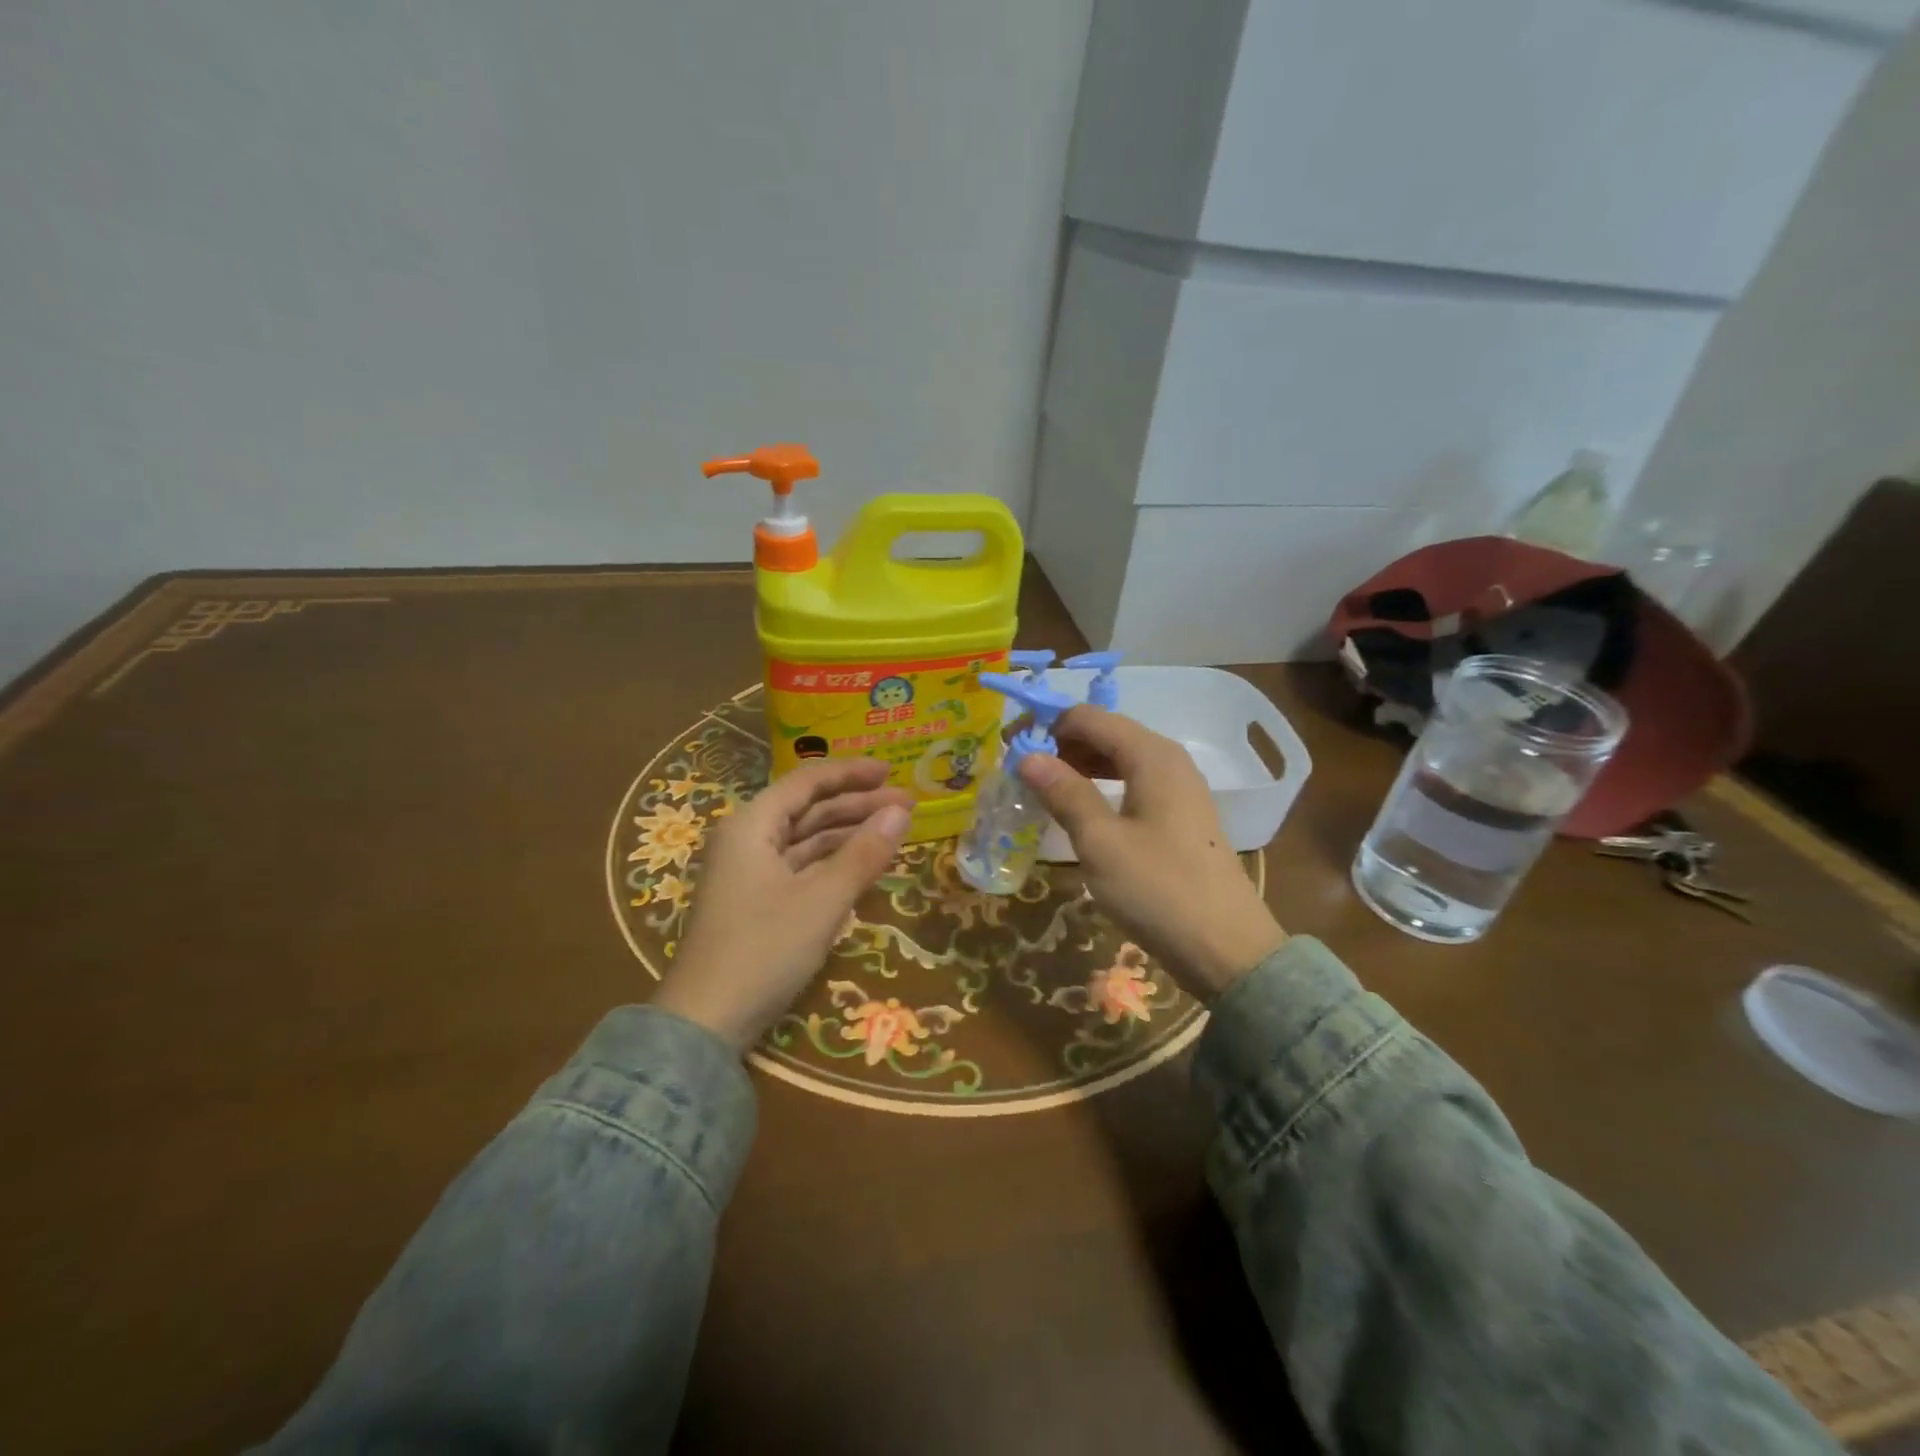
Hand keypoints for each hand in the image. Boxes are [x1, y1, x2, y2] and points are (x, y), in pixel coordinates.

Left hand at [655, 758, 912, 1050]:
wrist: (706, 1022)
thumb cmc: (763, 950)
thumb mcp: (822, 900)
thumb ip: (863, 853)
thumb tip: (901, 813)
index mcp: (752, 825)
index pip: (807, 782)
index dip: (852, 773)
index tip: (892, 771)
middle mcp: (747, 839)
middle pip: (808, 809)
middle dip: (857, 804)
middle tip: (907, 806)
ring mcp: (750, 872)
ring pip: (806, 839)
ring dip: (848, 833)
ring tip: (893, 831)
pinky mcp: (756, 902)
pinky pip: (800, 867)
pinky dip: (832, 862)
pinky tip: (862, 864)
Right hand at [1017, 706, 1285, 999]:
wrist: (1227, 948)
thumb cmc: (1158, 889)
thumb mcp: (1100, 842)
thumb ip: (1064, 793)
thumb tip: (1027, 756)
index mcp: (1151, 755)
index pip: (1089, 717)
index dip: (1048, 727)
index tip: (1012, 752)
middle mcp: (1169, 759)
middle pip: (1107, 733)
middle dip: (1062, 746)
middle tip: (1024, 775)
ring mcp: (1180, 787)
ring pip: (1120, 759)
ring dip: (1081, 767)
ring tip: (1046, 792)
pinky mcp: (1182, 815)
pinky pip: (1134, 783)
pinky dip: (1103, 786)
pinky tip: (1083, 811)